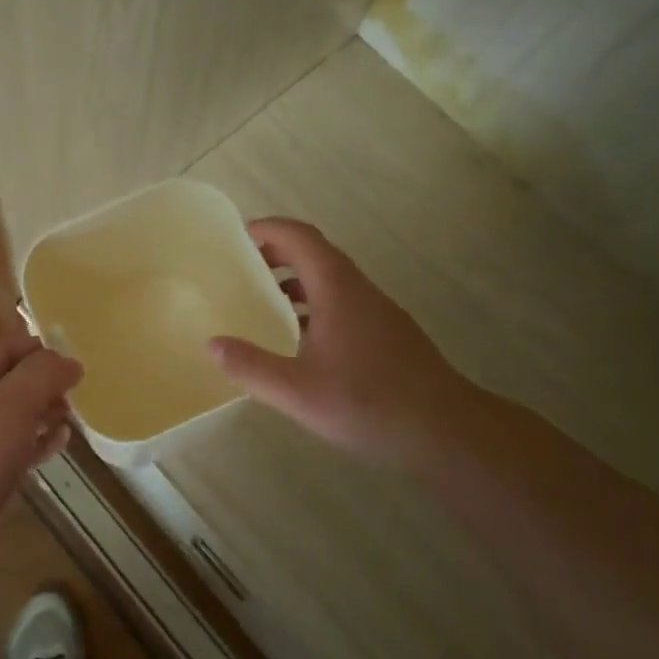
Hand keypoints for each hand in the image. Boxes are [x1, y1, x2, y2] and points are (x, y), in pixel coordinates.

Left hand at [0, 328, 83, 565]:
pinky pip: (13, 447)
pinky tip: (60, 442)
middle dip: (44, 383)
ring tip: (70, 416)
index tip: (73, 357)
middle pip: (11, 381)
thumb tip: (69, 362)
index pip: (6, 347)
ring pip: (14, 415)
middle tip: (75, 391)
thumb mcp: (14, 403)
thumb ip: (44, 374)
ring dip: (43, 412)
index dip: (40, 348)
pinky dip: (37, 441)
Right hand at [209, 217, 460, 470]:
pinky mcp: (389, 333)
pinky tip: (302, 341)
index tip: (236, 236)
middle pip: (316, 253)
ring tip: (264, 303)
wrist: (446, 430)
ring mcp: (379, 311)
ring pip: (332, 280)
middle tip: (242, 269)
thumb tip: (212, 344)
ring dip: (297, 282)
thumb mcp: (297, 391)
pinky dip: (316, 305)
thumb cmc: (369, 403)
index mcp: (337, 289)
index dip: (268, 229)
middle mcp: (360, 290)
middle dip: (277, 253)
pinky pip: (344, 302)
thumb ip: (251, 366)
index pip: (300, 237)